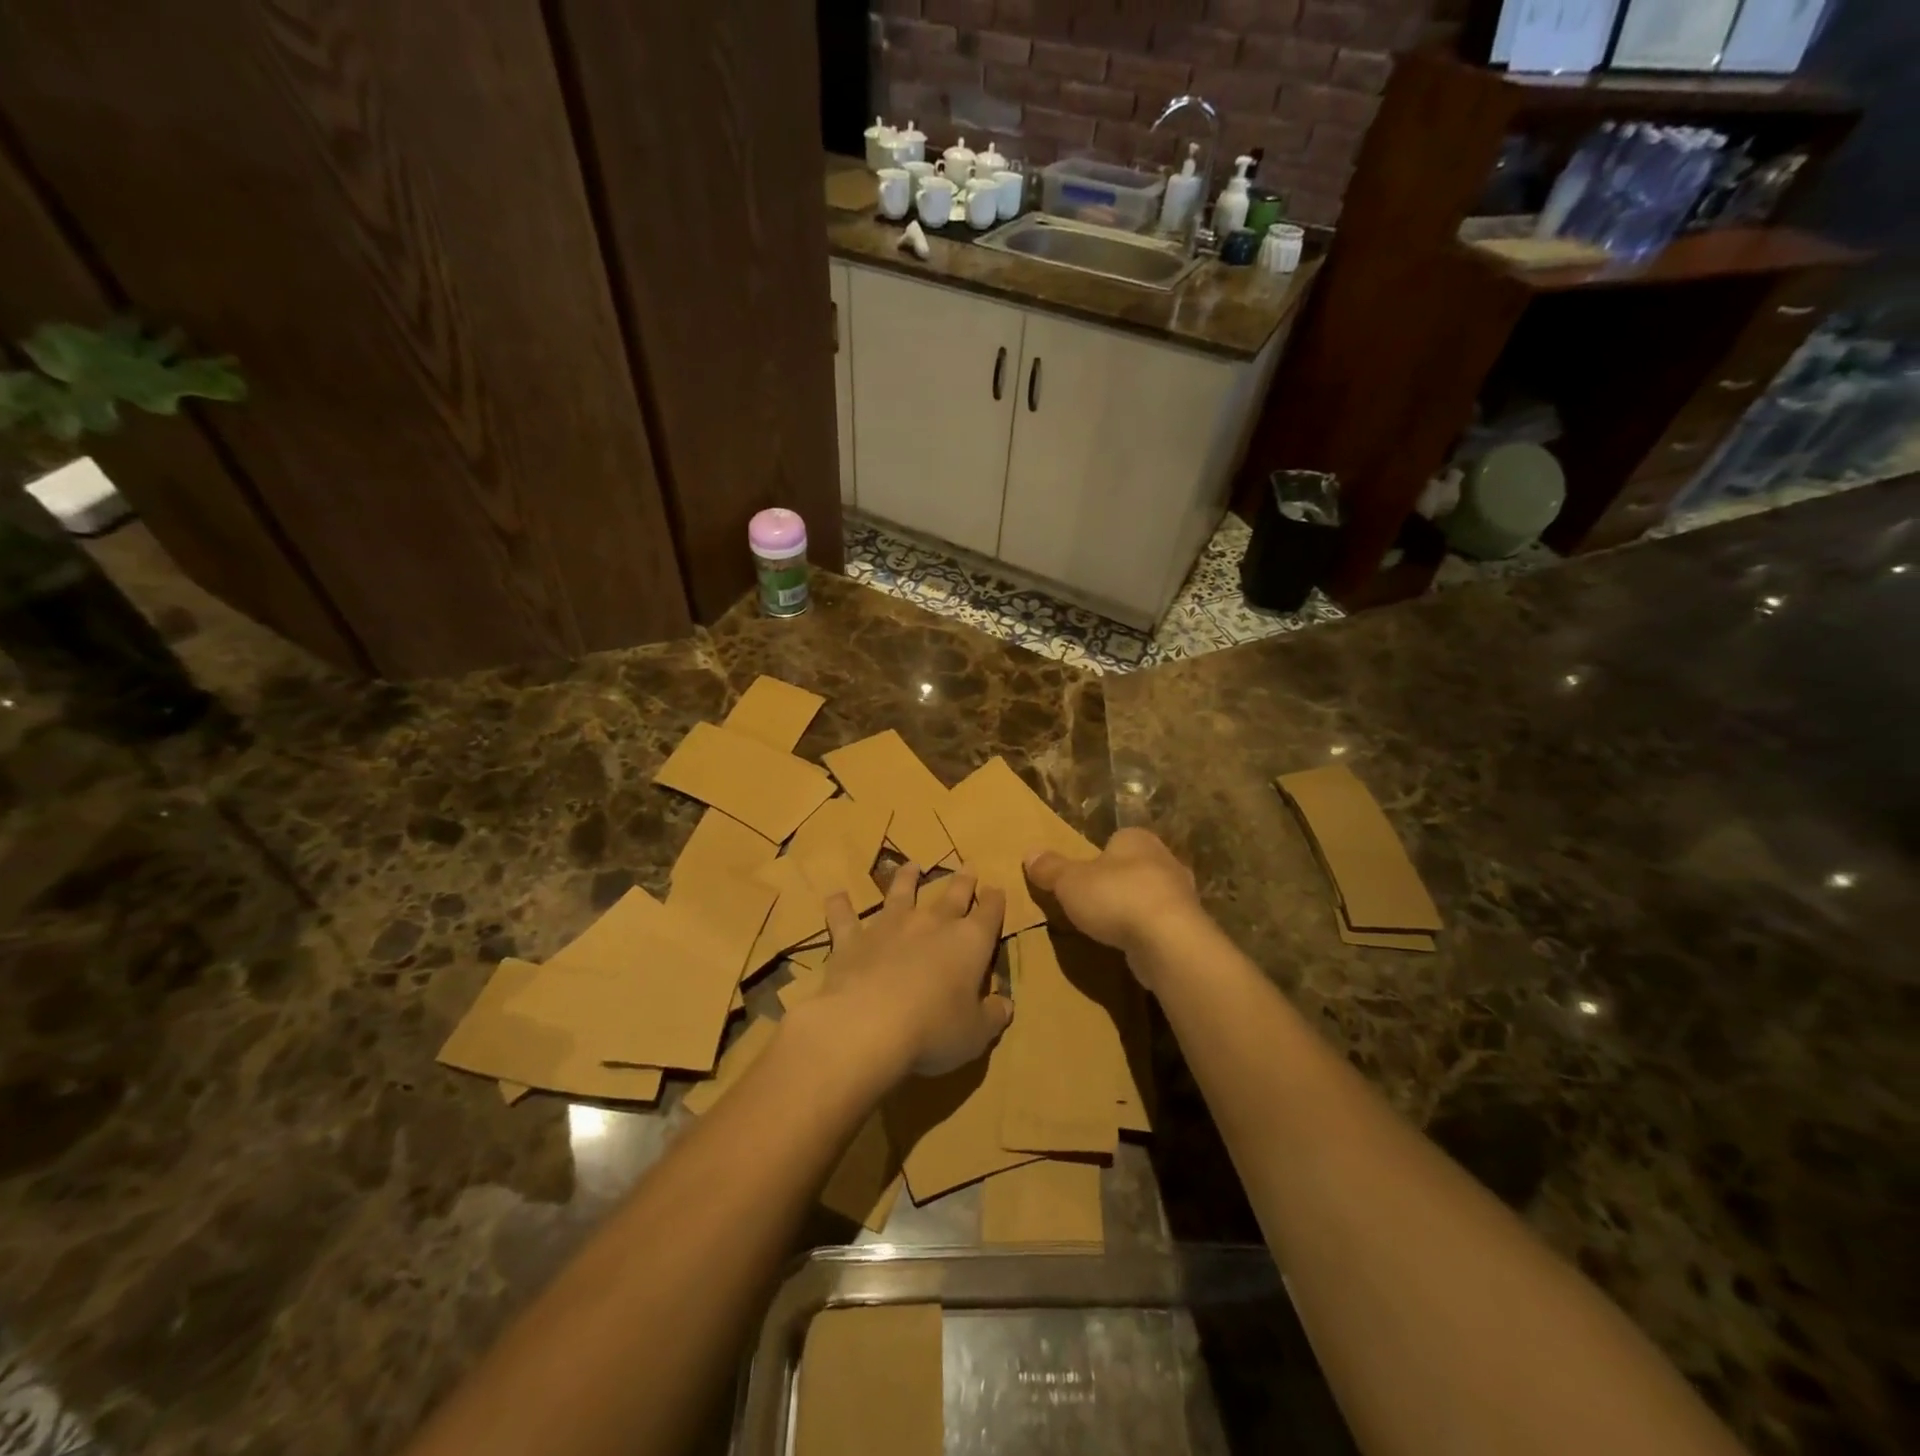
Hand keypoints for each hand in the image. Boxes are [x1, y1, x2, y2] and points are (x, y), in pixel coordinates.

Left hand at [815, 863, 1010, 1079]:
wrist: (868, 1025)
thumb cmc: (933, 1030)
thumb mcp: (976, 1033)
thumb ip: (993, 1016)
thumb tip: (1005, 1004)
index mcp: (969, 943)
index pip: (989, 915)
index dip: (995, 902)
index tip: (997, 890)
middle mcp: (932, 924)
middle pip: (952, 896)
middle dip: (963, 882)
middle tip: (967, 867)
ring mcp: (890, 926)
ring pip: (901, 893)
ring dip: (907, 878)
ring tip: (911, 866)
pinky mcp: (853, 939)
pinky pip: (845, 917)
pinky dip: (840, 905)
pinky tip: (836, 896)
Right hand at [1025, 828, 1206, 983]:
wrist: (1169, 940)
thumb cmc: (1116, 897)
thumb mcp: (1070, 882)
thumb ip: (1050, 868)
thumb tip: (1030, 854)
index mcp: (1137, 839)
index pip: (1118, 839)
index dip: (1100, 855)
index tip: (1084, 875)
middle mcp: (1165, 859)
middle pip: (1136, 866)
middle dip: (1119, 881)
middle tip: (1095, 900)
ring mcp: (1182, 894)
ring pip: (1152, 895)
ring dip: (1135, 908)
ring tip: (1112, 927)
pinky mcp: (1189, 926)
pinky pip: (1162, 924)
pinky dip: (1148, 932)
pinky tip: (1133, 945)